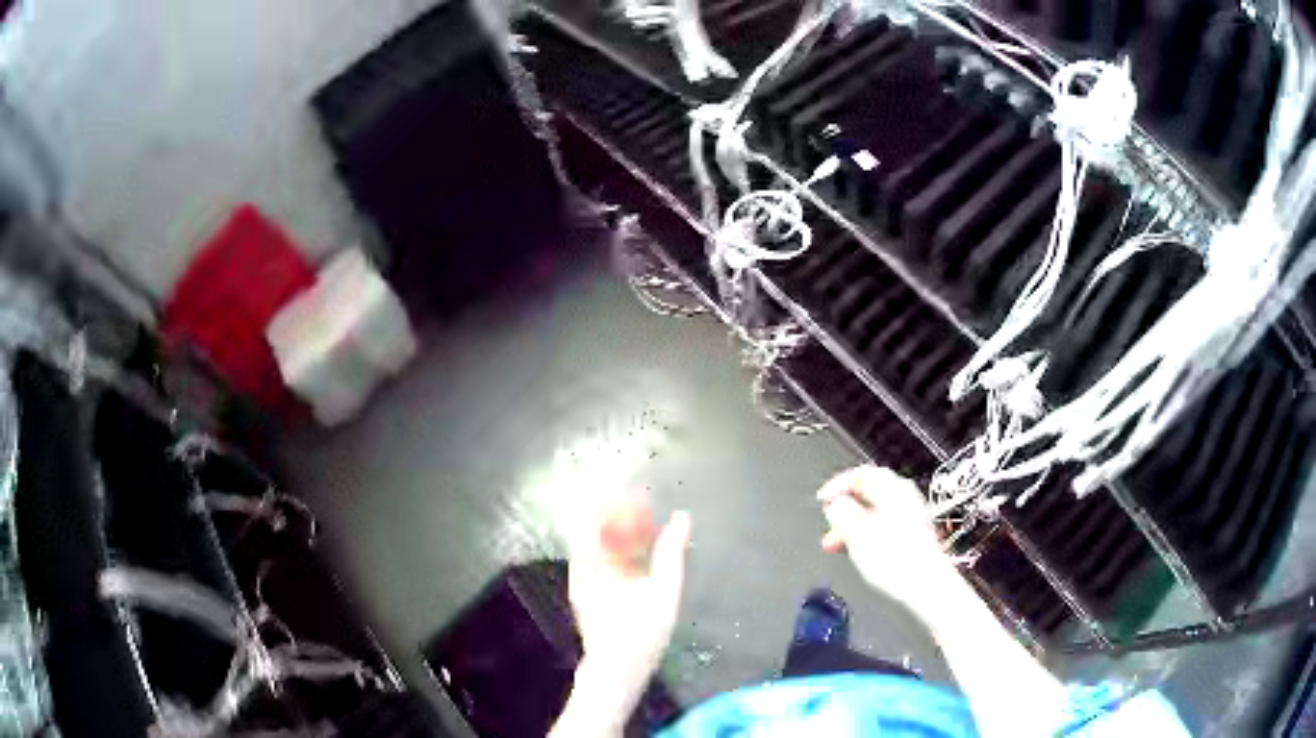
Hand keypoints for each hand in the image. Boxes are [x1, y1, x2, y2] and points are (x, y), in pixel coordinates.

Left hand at [565, 503, 691, 723]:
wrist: (616, 671)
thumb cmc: (640, 633)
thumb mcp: (664, 591)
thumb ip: (672, 552)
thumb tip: (682, 517)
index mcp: (593, 563)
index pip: (594, 517)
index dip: (612, 499)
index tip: (635, 488)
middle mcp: (582, 568)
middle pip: (594, 527)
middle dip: (617, 511)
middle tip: (644, 501)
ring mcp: (583, 580)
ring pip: (597, 543)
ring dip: (619, 529)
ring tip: (646, 521)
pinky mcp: (589, 592)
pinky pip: (601, 559)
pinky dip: (618, 548)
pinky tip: (639, 550)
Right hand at [818, 466, 957, 618]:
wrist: (927, 585)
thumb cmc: (895, 559)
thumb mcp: (858, 533)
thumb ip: (843, 512)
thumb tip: (836, 504)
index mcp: (893, 489)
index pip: (860, 474)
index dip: (837, 485)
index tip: (822, 499)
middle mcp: (905, 497)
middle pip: (869, 493)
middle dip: (845, 509)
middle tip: (829, 525)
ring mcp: (913, 516)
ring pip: (876, 512)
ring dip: (853, 525)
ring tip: (838, 545)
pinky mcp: (916, 536)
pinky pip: (885, 527)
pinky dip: (868, 535)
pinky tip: (861, 552)